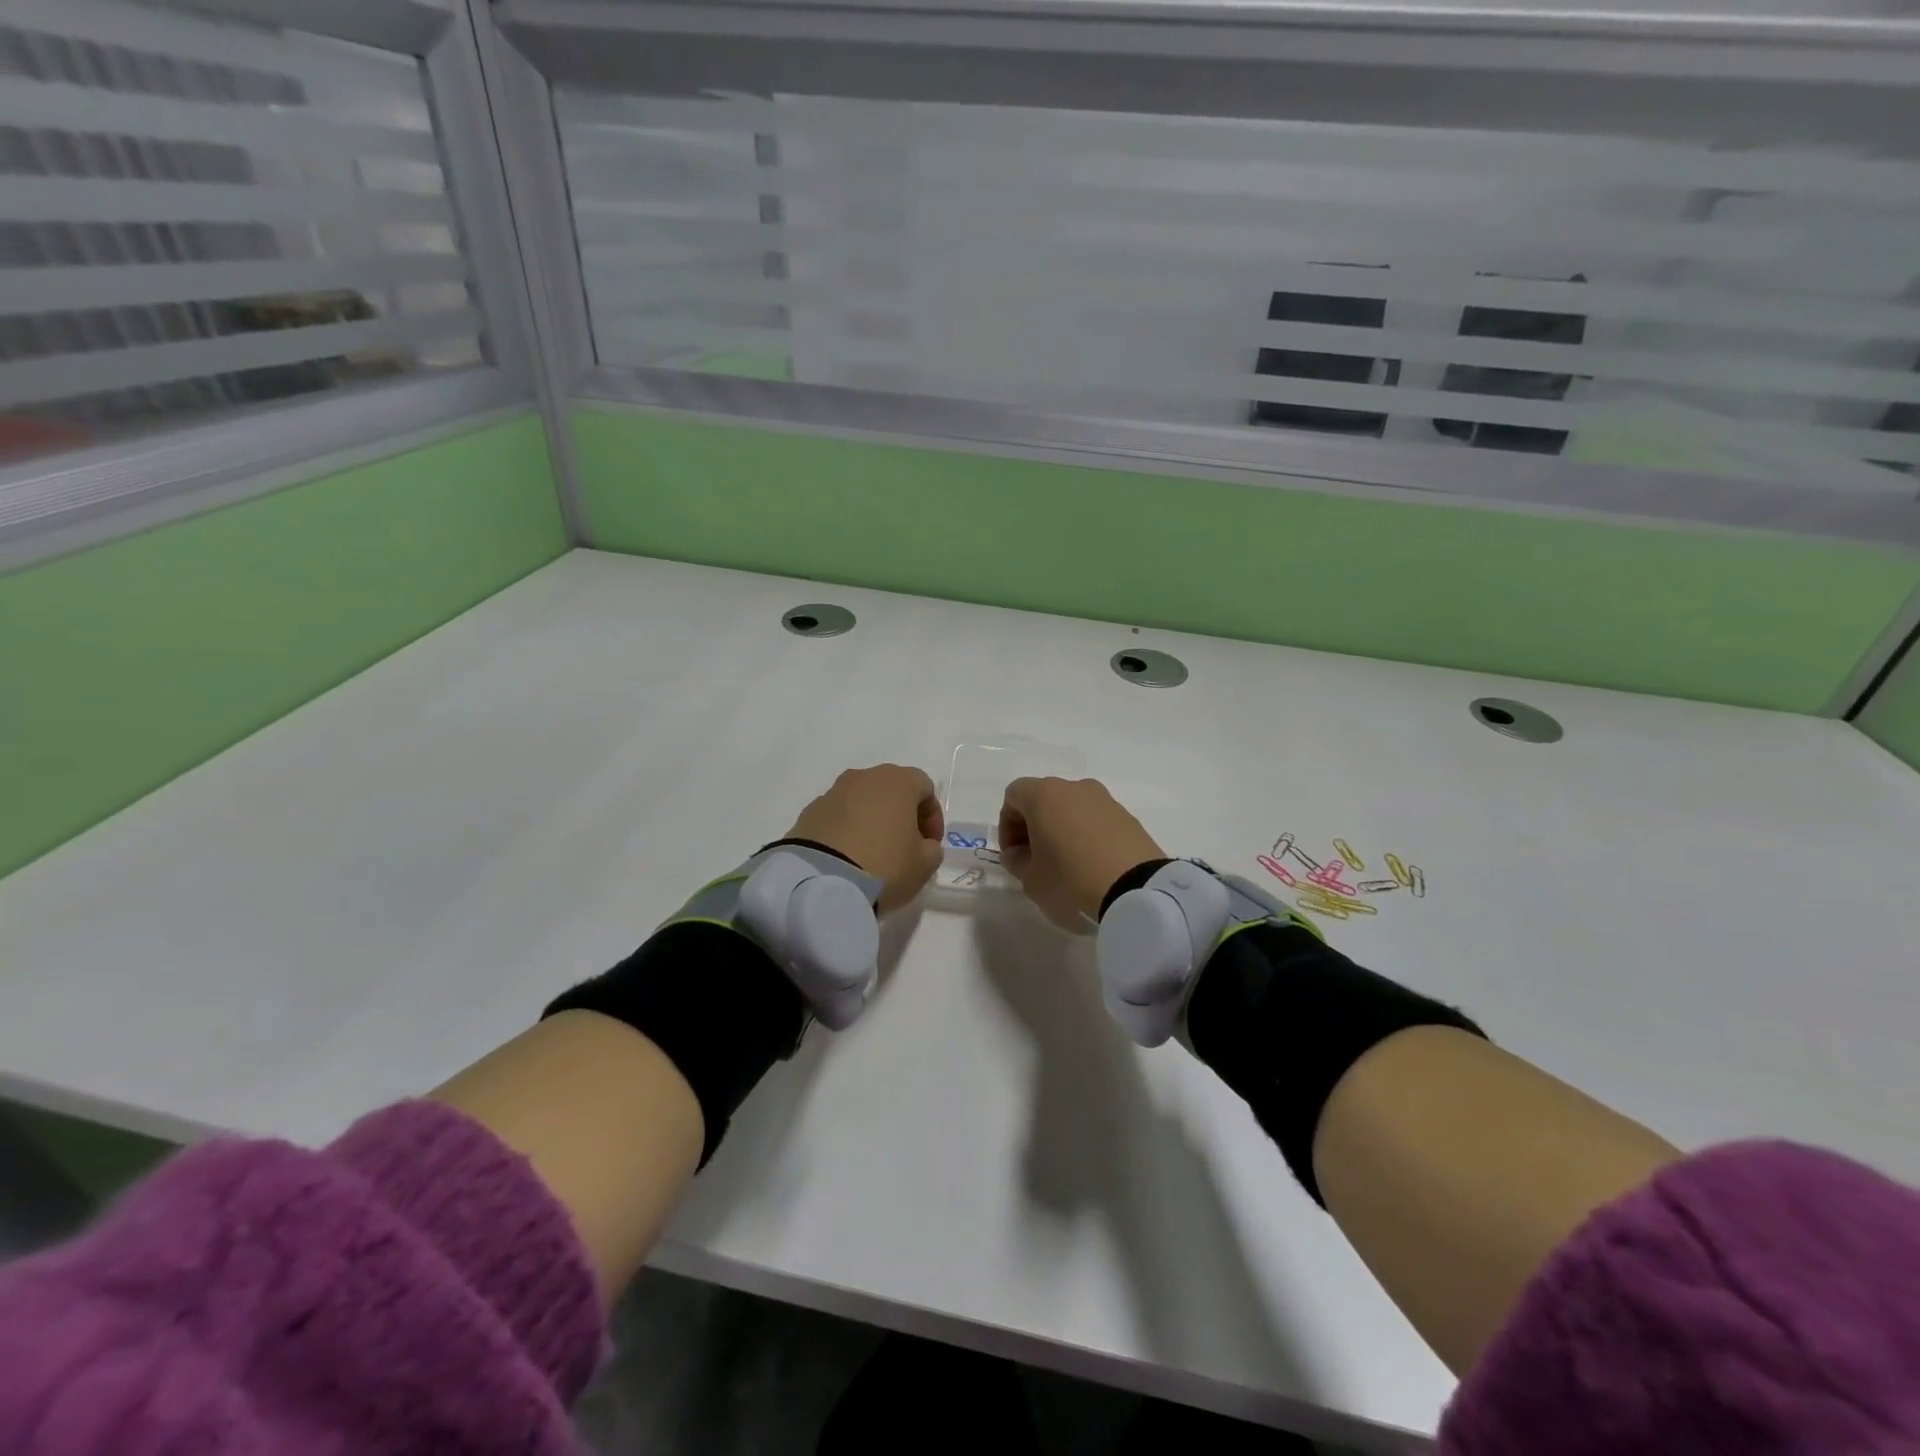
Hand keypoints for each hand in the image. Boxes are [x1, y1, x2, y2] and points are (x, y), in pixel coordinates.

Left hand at [786, 765, 944, 912]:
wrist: (821, 882)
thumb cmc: (885, 865)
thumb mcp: (924, 864)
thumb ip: (931, 849)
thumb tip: (922, 845)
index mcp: (897, 782)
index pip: (924, 787)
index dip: (932, 816)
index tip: (930, 844)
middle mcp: (864, 777)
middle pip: (890, 789)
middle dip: (901, 814)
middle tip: (904, 846)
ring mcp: (832, 793)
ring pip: (861, 801)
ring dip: (871, 820)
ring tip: (872, 853)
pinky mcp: (808, 813)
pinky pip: (837, 817)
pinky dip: (846, 831)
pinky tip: (847, 857)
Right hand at [997, 777, 1164, 930]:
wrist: (1138, 893)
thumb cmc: (1072, 882)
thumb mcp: (1031, 880)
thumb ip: (1018, 861)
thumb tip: (1021, 852)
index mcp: (1046, 796)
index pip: (1014, 796)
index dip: (1007, 825)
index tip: (1015, 855)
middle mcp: (1076, 789)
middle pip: (1045, 798)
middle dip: (1034, 826)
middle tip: (1035, 860)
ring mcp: (1107, 801)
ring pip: (1073, 808)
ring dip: (1062, 830)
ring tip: (1066, 865)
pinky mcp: (1130, 818)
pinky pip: (1097, 821)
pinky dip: (1088, 836)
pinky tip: (1092, 866)